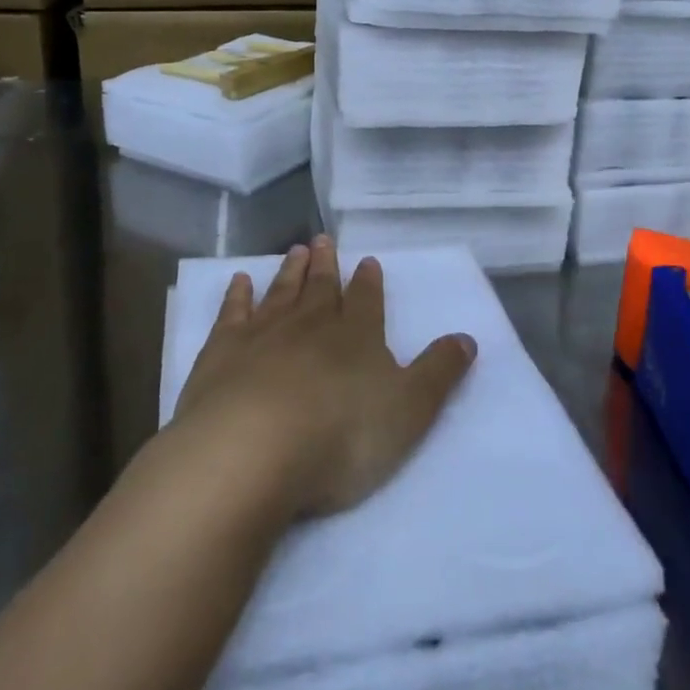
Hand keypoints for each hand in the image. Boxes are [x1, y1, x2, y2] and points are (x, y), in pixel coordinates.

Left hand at [173, 238, 477, 520]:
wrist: (252, 450)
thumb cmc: (341, 436)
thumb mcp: (410, 410)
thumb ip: (439, 373)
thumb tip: (467, 338)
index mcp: (357, 337)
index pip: (366, 301)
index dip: (369, 282)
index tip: (367, 261)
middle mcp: (310, 325)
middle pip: (321, 288)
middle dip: (326, 265)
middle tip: (323, 240)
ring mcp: (263, 335)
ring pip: (281, 293)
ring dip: (290, 272)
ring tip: (296, 250)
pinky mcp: (221, 353)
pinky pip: (232, 314)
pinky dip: (237, 295)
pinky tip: (239, 281)